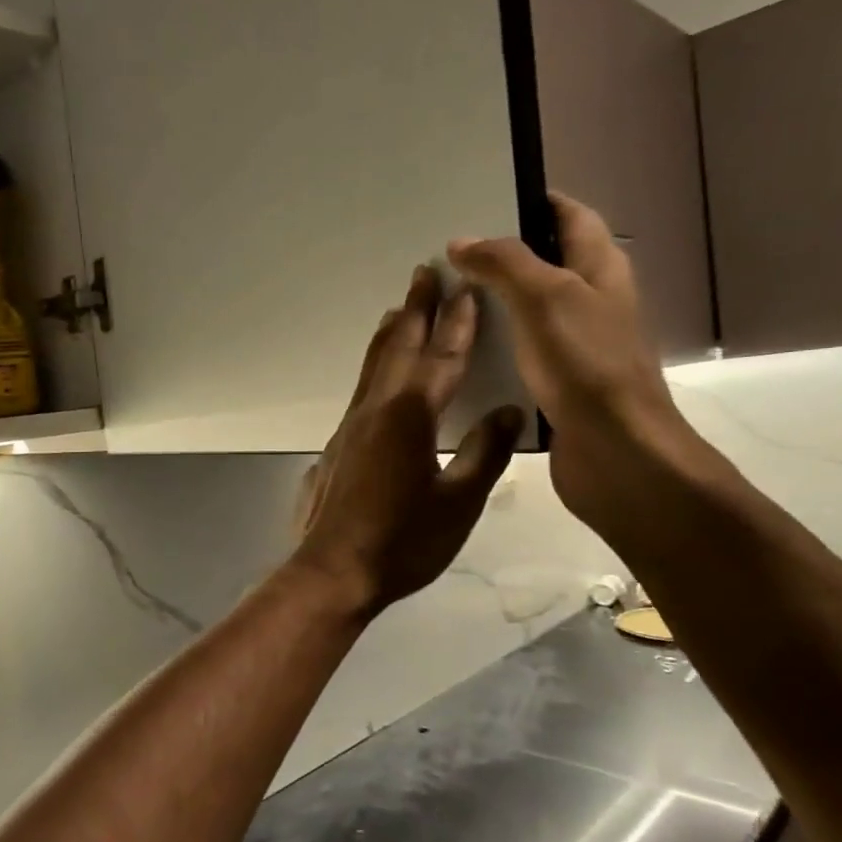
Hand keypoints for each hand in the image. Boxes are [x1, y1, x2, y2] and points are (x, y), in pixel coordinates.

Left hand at [291, 266, 523, 618]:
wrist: (334, 570)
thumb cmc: (403, 542)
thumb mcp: (458, 503)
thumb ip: (483, 453)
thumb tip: (507, 411)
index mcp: (410, 417)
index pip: (442, 359)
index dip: (458, 324)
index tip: (468, 290)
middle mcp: (377, 409)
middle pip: (400, 347)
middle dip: (416, 309)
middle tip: (424, 272)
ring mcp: (353, 424)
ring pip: (375, 364)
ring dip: (391, 331)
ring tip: (399, 307)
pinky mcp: (340, 443)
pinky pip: (363, 387)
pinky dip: (376, 364)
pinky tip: (379, 370)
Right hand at [448, 193, 704, 532]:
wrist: (615, 452)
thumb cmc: (586, 364)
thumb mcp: (545, 296)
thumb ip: (504, 262)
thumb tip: (462, 241)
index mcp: (600, 268)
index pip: (571, 216)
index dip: (534, 201)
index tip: (484, 198)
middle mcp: (592, 300)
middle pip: (548, 261)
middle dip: (502, 254)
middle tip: (448, 252)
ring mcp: (577, 344)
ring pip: (530, 309)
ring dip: (494, 301)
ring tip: (445, 296)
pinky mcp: (559, 383)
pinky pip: (522, 351)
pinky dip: (495, 344)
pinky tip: (460, 350)